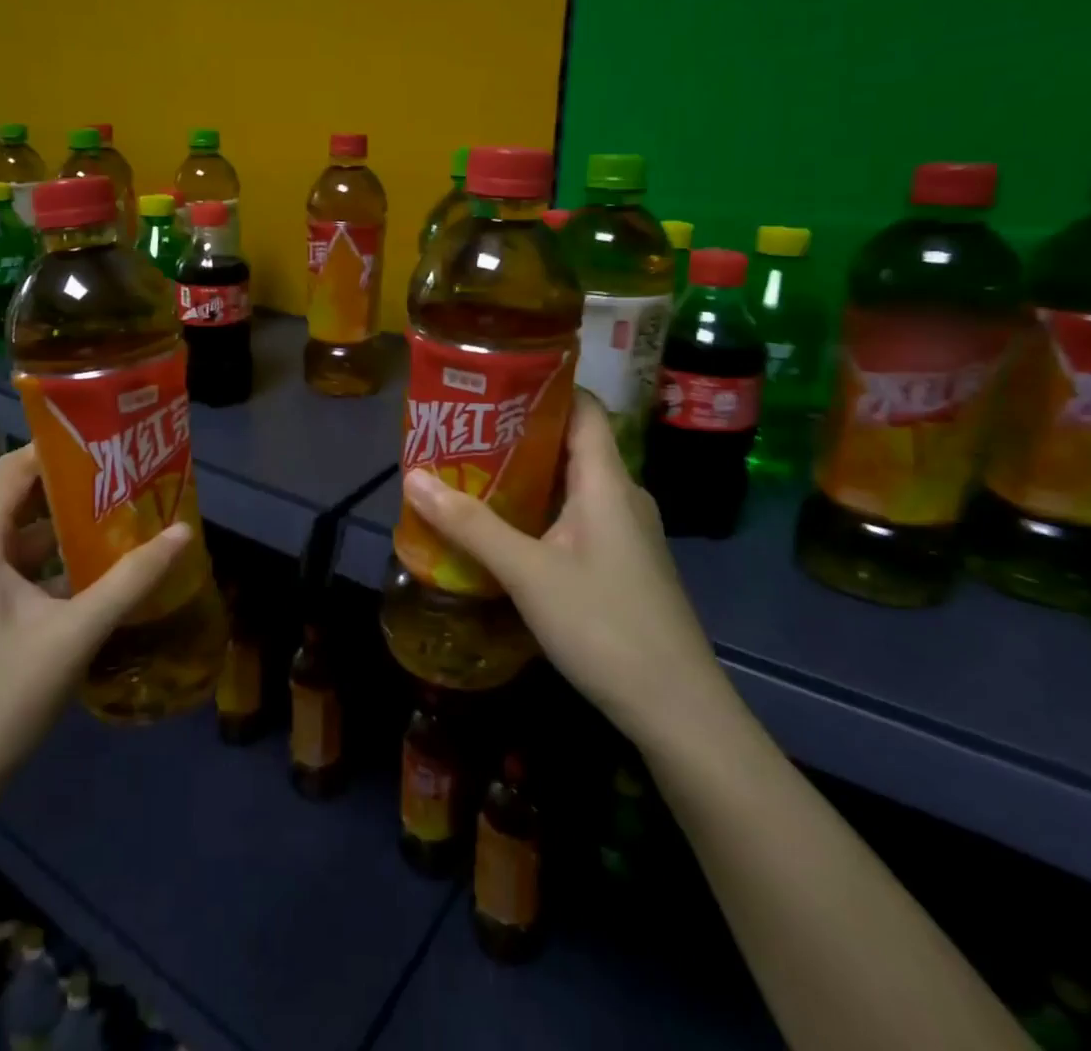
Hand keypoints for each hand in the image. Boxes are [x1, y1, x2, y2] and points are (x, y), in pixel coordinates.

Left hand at [0, 447, 189, 812]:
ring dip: (71, 525)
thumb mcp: (75, 634)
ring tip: (126, 514)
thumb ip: (131, 581)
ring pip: (25, 536)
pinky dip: (59, 560)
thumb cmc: (1, 697)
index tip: (109, 441)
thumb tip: (183, 532)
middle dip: (74, 484)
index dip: (58, 448)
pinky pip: (24, 568)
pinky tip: (102, 568)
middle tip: (128, 475)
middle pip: (21, 498)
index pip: (14, 469)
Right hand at [402, 392, 731, 747]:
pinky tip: (503, 526)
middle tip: (463, 428)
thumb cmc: (604, 625)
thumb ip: (470, 525)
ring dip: (524, 473)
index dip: (543, 386)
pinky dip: (538, 508)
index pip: (583, 406)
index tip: (492, 381)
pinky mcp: (620, 562)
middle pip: (570, 442)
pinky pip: (575, 515)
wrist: (677, 710)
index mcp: (606, 480)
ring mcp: (624, 531)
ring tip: (470, 469)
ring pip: (570, 482)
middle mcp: (620, 494)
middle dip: (517, 431)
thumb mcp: (527, 572)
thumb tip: (413, 477)